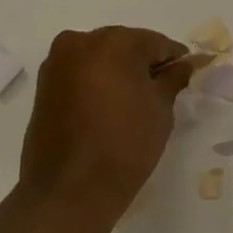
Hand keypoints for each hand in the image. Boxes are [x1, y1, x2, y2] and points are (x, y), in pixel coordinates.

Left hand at [18, 27, 195, 232]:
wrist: (68, 191)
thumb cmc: (124, 145)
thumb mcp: (160, 109)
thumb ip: (173, 79)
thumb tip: (182, 66)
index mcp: (114, 42)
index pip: (156, 42)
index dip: (175, 58)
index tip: (188, 73)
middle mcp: (81, 42)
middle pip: (125, 45)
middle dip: (144, 62)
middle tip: (163, 88)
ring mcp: (57, 63)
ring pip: (100, 57)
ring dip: (119, 72)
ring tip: (136, 101)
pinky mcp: (44, 85)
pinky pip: (81, 73)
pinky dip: (98, 82)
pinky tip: (111, 106)